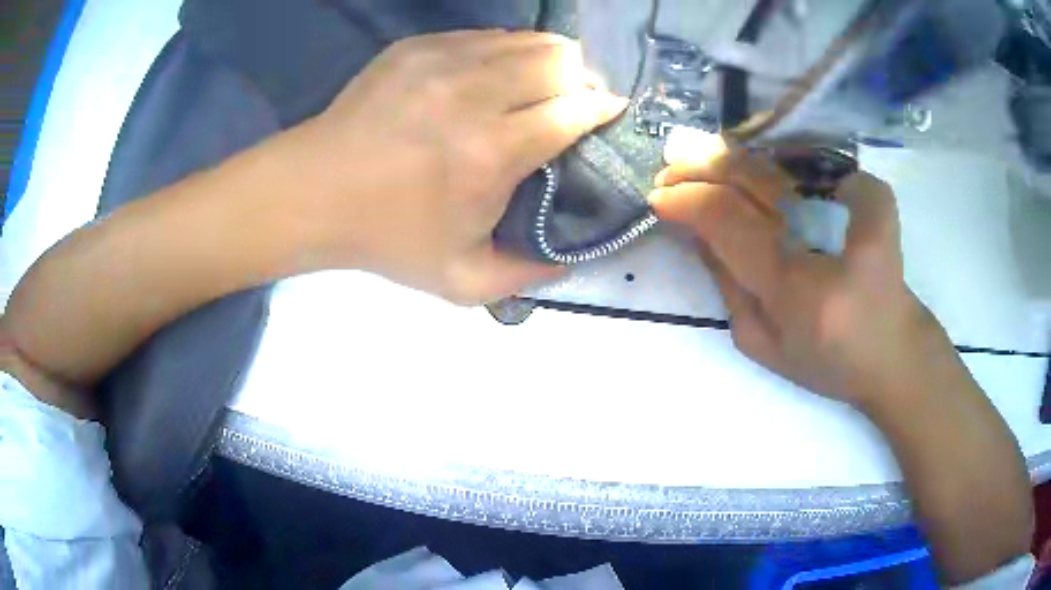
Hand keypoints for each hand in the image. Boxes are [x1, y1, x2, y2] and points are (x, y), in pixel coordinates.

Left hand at [293, 30, 627, 303]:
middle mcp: (475, 95)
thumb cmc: (386, 237)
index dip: (603, 107)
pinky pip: (486, 36)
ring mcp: (443, 61)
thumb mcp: (461, 281)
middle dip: (581, 78)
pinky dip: (507, 52)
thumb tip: (570, 258)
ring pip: (527, 40)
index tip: (608, 113)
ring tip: (543, 82)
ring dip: (549, 59)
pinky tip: (497, 74)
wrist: (313, 193)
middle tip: (574, 99)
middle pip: (560, 61)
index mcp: (492, 153)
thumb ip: (527, 276)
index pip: (576, 109)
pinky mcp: (418, 46)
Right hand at [649, 140, 951, 410]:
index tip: (660, 198)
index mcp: (794, 291)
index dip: (688, 200)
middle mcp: (825, 247)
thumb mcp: (762, 344)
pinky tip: (781, 175)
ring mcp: (856, 217)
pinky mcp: (877, 204)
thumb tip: (695, 231)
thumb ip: (726, 287)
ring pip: (782, 166)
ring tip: (707, 161)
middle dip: (703, 167)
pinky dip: (798, 163)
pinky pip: (826, 167)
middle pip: (753, 180)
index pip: (728, 221)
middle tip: (674, 170)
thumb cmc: (827, 363)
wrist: (892, 356)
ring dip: (736, 159)